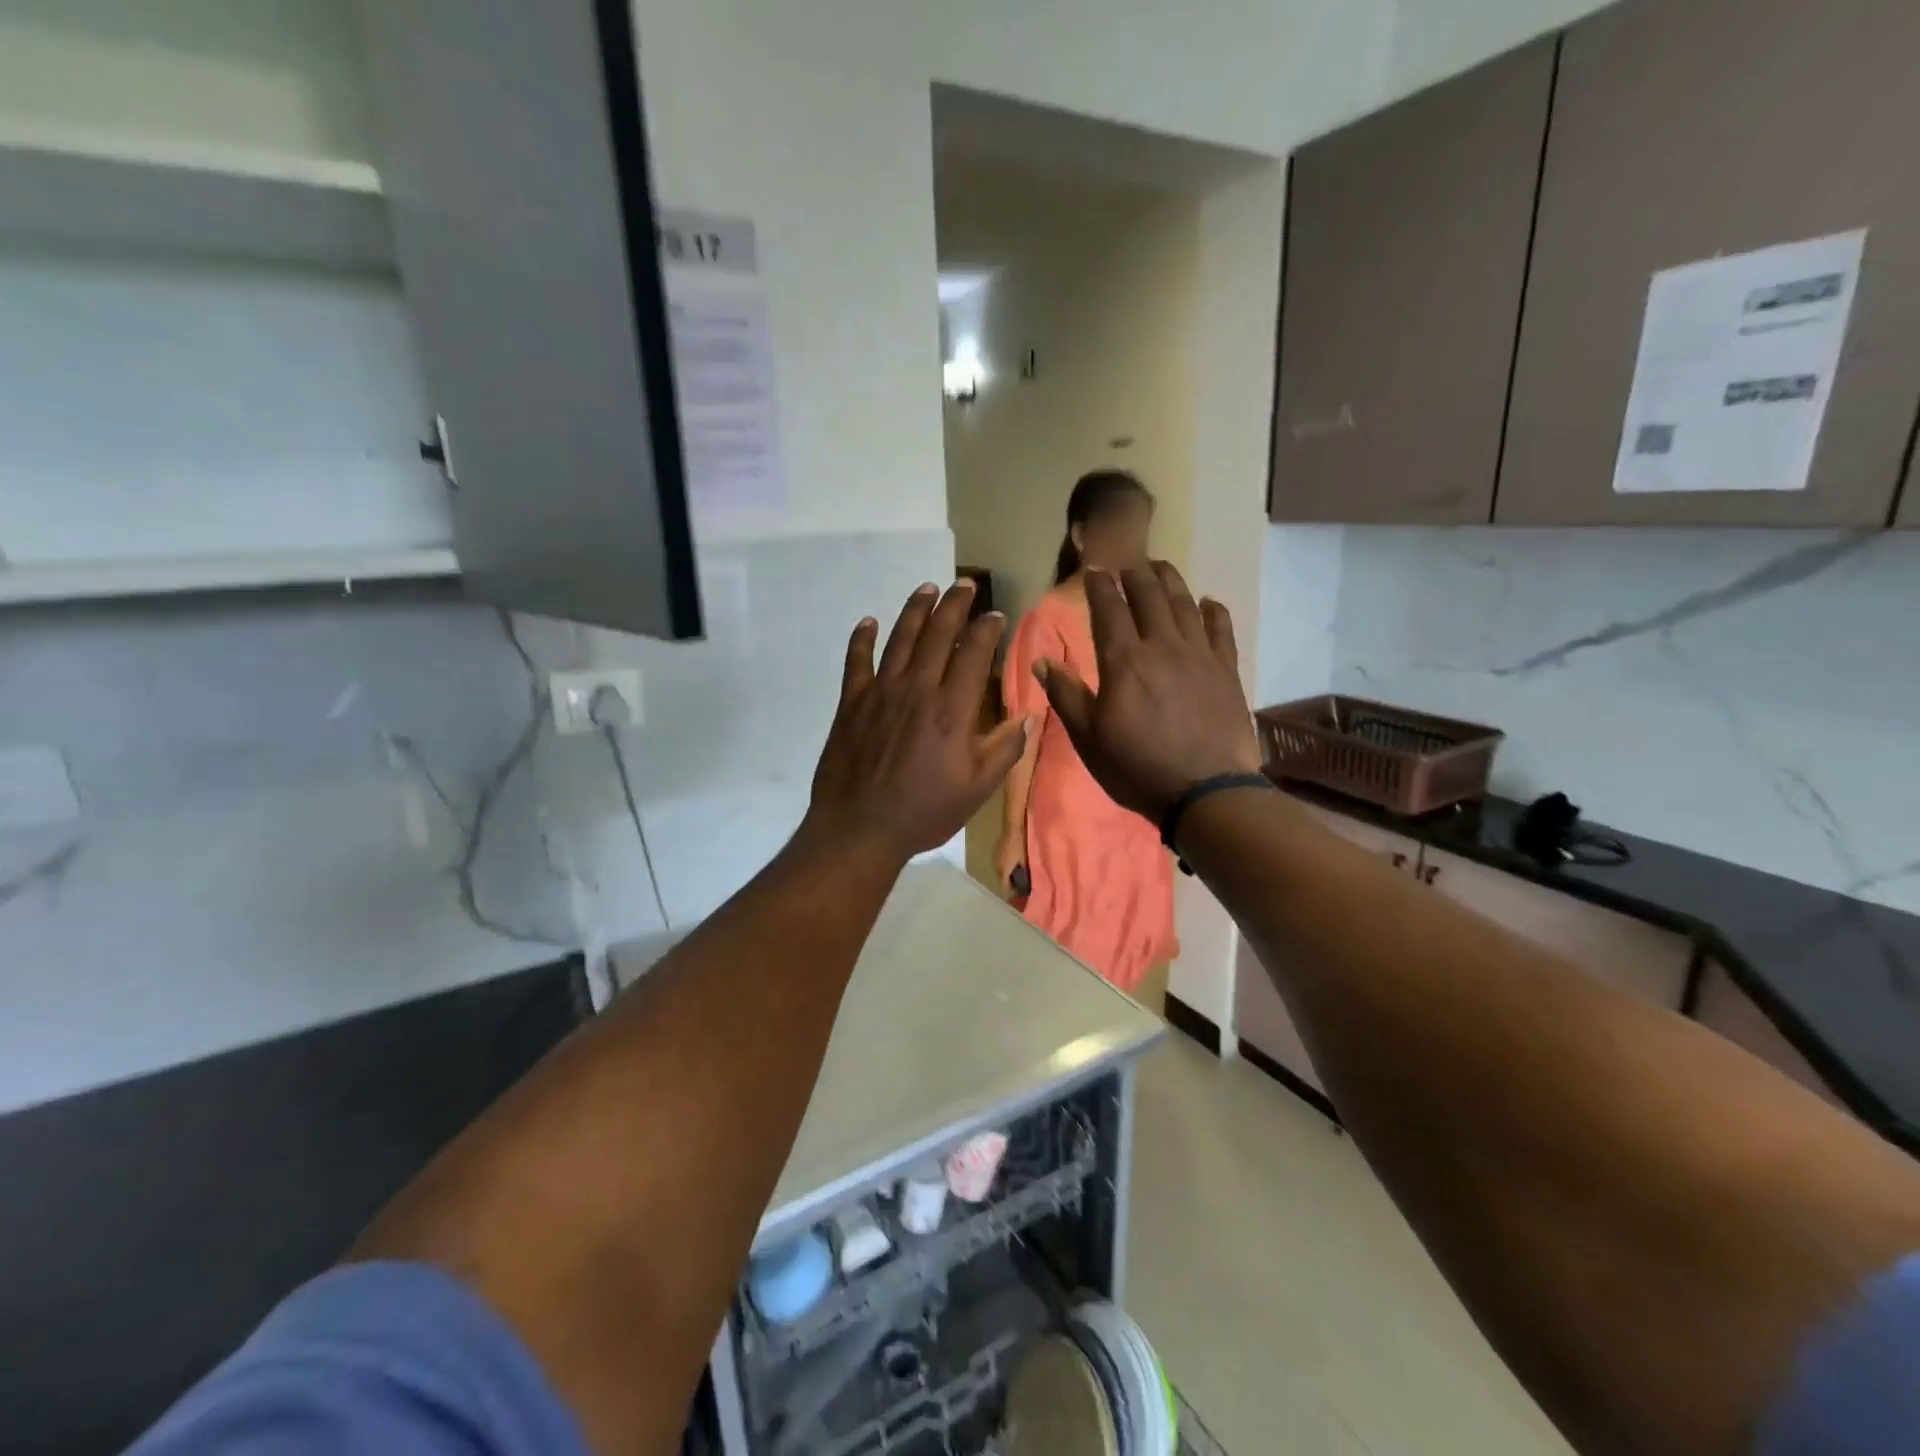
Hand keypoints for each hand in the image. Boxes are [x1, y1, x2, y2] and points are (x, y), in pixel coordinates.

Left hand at [806, 581, 1030, 866]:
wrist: (859, 829)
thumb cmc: (923, 812)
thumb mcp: (976, 790)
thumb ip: (1004, 750)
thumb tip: (1028, 716)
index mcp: (952, 710)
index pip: (973, 654)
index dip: (986, 629)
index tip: (995, 614)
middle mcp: (917, 690)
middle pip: (937, 635)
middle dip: (954, 605)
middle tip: (964, 584)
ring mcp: (880, 693)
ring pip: (900, 639)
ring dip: (915, 610)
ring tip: (927, 588)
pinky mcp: (851, 703)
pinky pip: (856, 661)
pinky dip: (862, 639)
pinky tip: (869, 621)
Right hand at [994, 830, 1025, 894]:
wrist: (1013, 827)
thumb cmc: (1020, 846)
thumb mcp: (1025, 862)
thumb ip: (1024, 875)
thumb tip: (1026, 886)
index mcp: (1002, 871)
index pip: (1004, 888)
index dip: (1012, 894)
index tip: (1020, 895)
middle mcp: (996, 866)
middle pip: (1002, 880)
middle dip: (1010, 884)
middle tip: (1021, 884)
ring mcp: (994, 858)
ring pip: (1001, 871)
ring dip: (1007, 874)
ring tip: (1018, 873)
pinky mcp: (995, 851)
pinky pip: (1000, 863)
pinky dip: (1006, 866)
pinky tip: (1014, 863)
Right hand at [1035, 561, 1261, 822]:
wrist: (1206, 792)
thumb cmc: (1137, 768)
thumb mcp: (1089, 739)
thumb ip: (1066, 696)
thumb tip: (1042, 662)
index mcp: (1123, 661)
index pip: (1109, 609)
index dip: (1100, 586)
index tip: (1094, 570)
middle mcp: (1161, 646)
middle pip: (1149, 595)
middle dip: (1135, 574)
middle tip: (1126, 564)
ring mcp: (1199, 655)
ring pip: (1184, 603)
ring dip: (1170, 580)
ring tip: (1161, 567)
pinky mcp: (1226, 670)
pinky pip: (1220, 629)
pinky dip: (1213, 610)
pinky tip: (1208, 602)